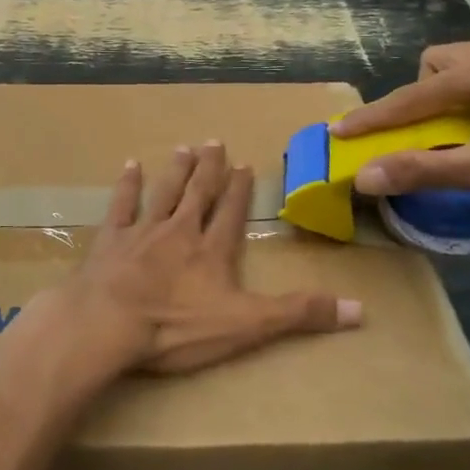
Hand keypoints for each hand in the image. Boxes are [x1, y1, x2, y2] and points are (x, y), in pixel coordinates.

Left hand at [53, 143, 361, 374]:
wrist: (109, 324)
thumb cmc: (178, 327)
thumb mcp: (247, 325)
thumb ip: (299, 314)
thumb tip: (360, 309)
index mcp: (212, 251)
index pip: (231, 213)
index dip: (239, 191)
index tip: (244, 166)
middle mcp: (180, 232)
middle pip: (198, 194)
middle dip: (209, 169)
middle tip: (215, 142)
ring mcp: (142, 232)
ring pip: (164, 193)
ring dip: (176, 170)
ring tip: (185, 147)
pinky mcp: (110, 241)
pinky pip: (121, 205)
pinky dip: (127, 185)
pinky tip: (130, 165)